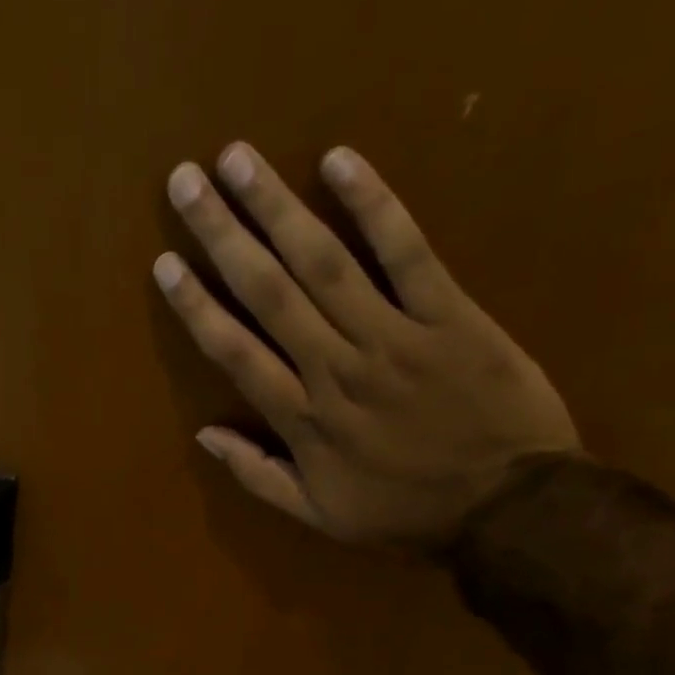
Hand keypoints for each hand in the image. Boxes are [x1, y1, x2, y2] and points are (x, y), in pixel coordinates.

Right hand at [155, 142, 580, 547]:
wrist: (509, 508)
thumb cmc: (407, 513)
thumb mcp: (321, 516)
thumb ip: (259, 476)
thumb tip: (205, 436)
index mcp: (305, 421)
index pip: (236, 353)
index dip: (197, 306)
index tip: (165, 264)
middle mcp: (336, 369)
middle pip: (270, 293)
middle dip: (223, 234)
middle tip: (185, 182)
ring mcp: (393, 336)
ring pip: (324, 263)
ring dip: (277, 208)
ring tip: (238, 158)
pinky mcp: (448, 313)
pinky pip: (407, 252)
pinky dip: (374, 206)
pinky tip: (339, 162)